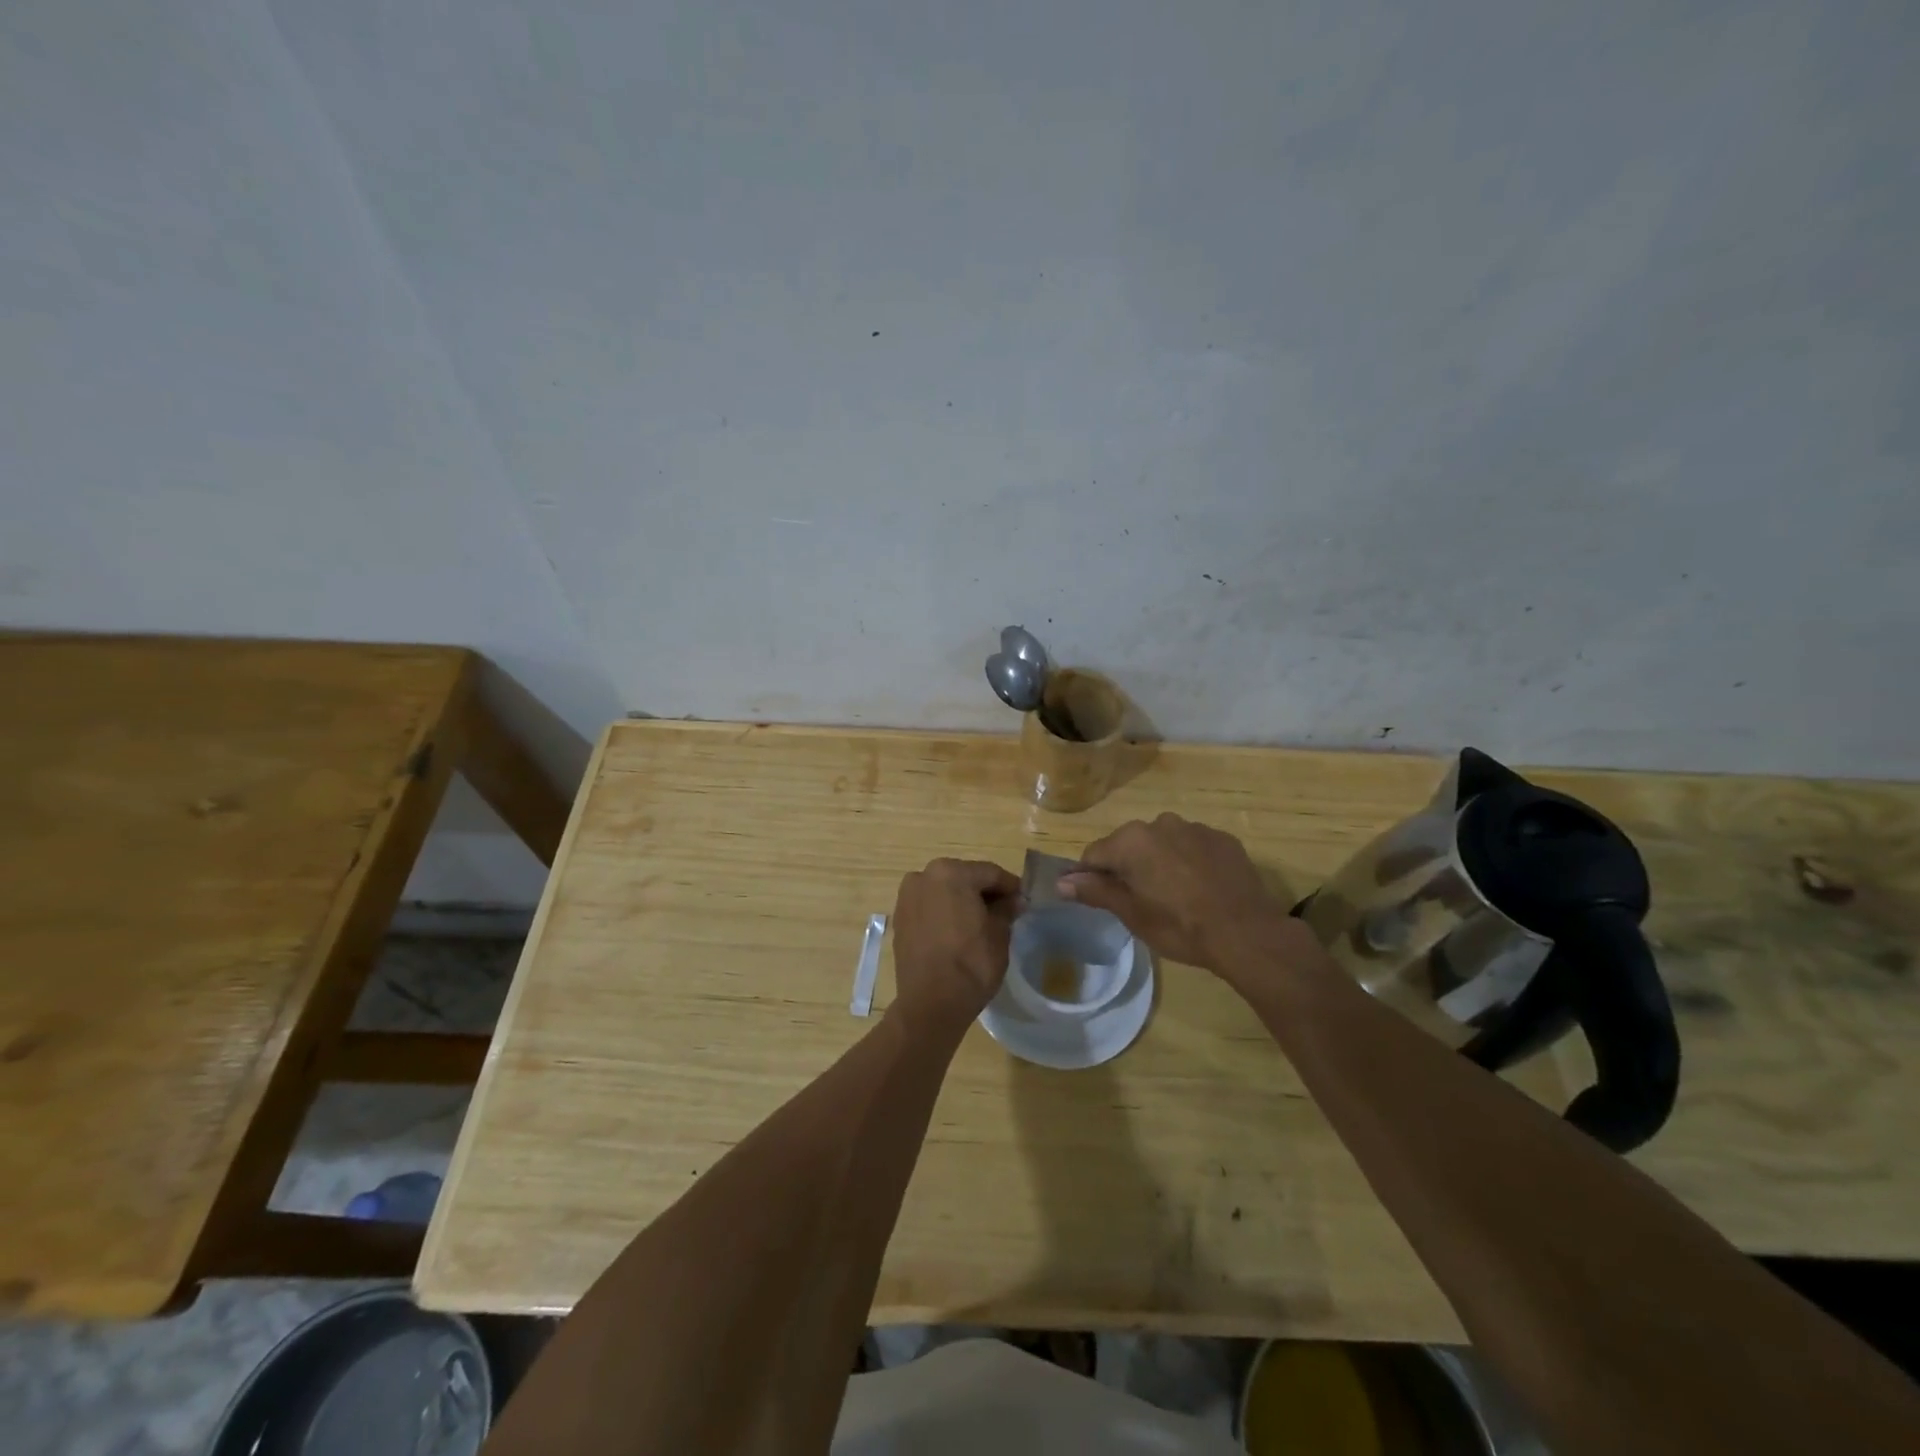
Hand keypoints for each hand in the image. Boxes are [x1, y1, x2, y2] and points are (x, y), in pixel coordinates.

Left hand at [890, 858, 1020, 1033]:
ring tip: (981, 922)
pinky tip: (957, 931)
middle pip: (964, 878)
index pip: (990, 873)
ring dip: (962, 901)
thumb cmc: (971, 964)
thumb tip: (1014, 900)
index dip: (1010, 887)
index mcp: (951, 873)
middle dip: (984, 892)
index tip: (1023, 900)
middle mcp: (924, 876)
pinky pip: (929, 907)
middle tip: (1004, 911)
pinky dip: (944, 912)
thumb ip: (1006, 909)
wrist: (931, 1003)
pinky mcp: (899, 918)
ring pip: (944, 891)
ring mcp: (907, 896)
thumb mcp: (999, 934)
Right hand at [1061, 813, 1300, 978]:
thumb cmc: (1180, 926)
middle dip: (1129, 868)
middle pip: (1129, 845)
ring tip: (1175, 896)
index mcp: (1131, 841)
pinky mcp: (1222, 838)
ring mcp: (1194, 828)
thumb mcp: (1132, 914)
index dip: (1092, 878)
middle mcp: (1159, 823)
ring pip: (1162, 843)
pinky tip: (1201, 888)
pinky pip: (1193, 846)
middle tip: (1142, 903)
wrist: (1246, 933)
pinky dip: (1189, 861)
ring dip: (1160, 862)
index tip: (1103, 901)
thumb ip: (1095, 891)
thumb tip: (1061, 881)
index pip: (1094, 855)